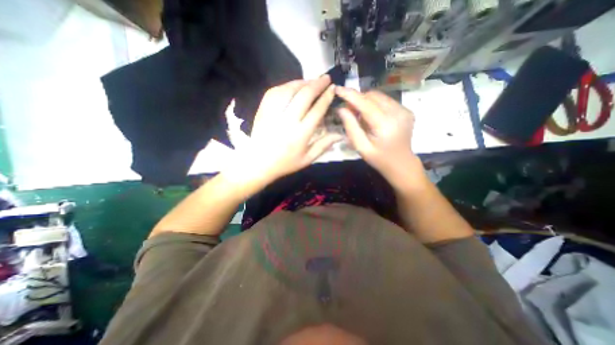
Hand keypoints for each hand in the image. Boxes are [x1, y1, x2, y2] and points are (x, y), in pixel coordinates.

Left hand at [229, 73, 340, 182]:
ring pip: (289, 90)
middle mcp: (287, 120)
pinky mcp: (263, 110)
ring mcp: (273, 113)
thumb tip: (339, 134)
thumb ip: (323, 145)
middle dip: (317, 84)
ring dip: (302, 82)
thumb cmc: (285, 163)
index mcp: (300, 134)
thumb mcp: (307, 159)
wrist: (258, 163)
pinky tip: (293, 86)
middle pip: (304, 95)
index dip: (326, 97)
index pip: (317, 110)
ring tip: (311, 81)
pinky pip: (275, 92)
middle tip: (325, 78)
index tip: (333, 88)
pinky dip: (286, 86)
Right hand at [335, 87, 420, 186]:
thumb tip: (341, 109)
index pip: (365, 103)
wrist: (401, 164)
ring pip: (379, 96)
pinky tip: (372, 117)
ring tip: (360, 116)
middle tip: (349, 111)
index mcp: (385, 124)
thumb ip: (351, 127)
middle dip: (357, 100)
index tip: (337, 89)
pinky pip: (386, 101)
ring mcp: (404, 110)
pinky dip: (375, 105)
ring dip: (366, 102)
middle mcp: (397, 113)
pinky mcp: (406, 110)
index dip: (350, 95)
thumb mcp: (361, 147)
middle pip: (372, 96)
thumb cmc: (379, 159)